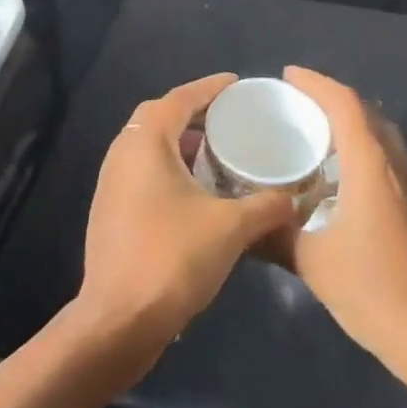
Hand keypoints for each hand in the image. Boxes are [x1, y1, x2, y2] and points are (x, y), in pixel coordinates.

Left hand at [76, 73, 298, 362]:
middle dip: (195, 113)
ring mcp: (112, 183)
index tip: (238, 85)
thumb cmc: (172, 258)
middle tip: (230, 118)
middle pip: (161, 117)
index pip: (180, 98)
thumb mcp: (230, 228)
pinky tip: (198, 191)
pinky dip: (171, 168)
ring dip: (182, 143)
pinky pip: (144, 171)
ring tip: (220, 152)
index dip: (210, 88)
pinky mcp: (111, 210)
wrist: (118, 322)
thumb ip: (266, 207)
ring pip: (150, 146)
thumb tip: (295, 199)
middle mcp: (123, 153)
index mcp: (146, 142)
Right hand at [276, 67, 406, 382]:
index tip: (288, 76)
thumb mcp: (312, 262)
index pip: (345, 103)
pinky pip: (390, 163)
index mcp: (371, 164)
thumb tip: (245, 225)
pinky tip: (345, 183)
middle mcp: (397, 165)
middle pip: (366, 113)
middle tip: (297, 106)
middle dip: (333, 101)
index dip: (316, 83)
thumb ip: (276, 236)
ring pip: (382, 138)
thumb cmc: (373, 290)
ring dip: (352, 127)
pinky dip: (365, 155)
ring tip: (317, 138)